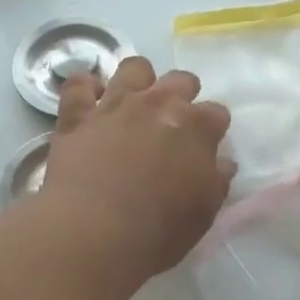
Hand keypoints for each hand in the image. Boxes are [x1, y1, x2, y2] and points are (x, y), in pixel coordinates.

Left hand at [42, 57, 233, 282]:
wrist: (94, 231)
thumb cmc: (158, 230)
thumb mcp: (203, 213)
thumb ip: (216, 181)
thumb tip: (223, 163)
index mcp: (196, 128)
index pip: (217, 113)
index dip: (214, 129)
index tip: (207, 146)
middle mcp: (159, 104)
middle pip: (181, 80)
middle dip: (183, 95)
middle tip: (174, 122)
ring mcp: (115, 104)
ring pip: (134, 68)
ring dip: (140, 80)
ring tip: (135, 102)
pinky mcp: (77, 115)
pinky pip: (79, 85)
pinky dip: (85, 87)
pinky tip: (90, 99)